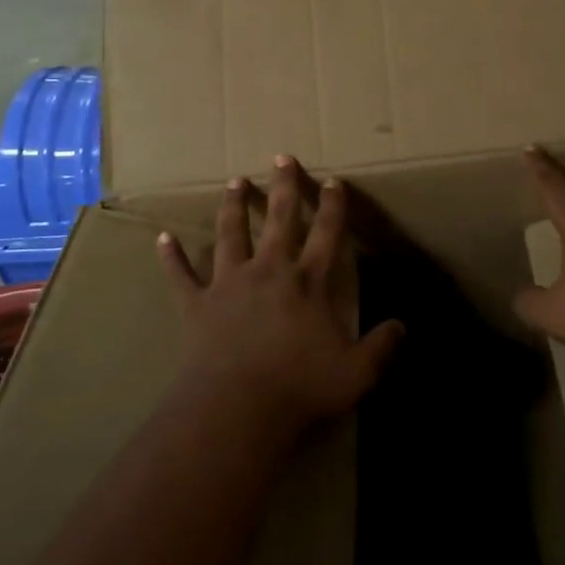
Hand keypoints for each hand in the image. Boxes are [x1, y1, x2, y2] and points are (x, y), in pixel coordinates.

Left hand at [158, 157, 403, 441]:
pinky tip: (162, 238)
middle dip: (283, 186)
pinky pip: (181, 275)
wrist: (235, 408)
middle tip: (281, 157)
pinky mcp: (198, 304)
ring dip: (233, 206)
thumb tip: (403, 326)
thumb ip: (382, 347)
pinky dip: (171, 256)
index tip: (333, 181)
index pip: (326, 233)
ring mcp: (230, 283)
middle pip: (279, 218)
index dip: (332, 205)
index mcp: (307, 282)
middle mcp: (269, 270)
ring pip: (231, 233)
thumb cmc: (299, 387)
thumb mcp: (356, 373)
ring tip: (235, 181)